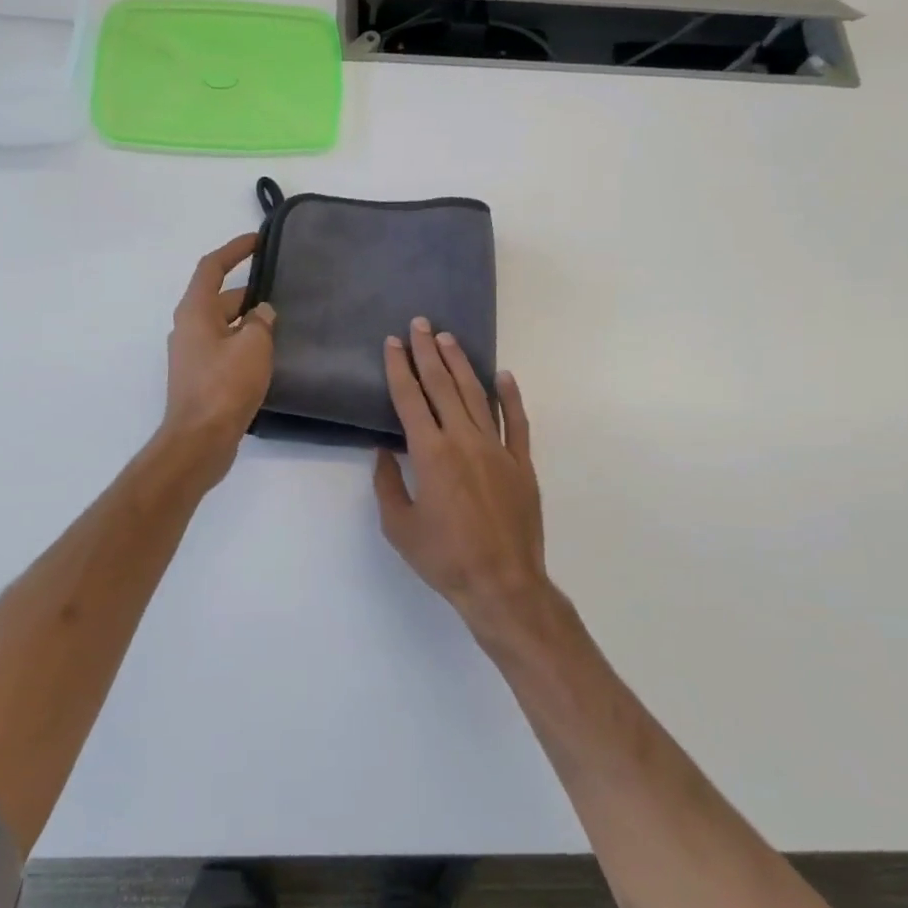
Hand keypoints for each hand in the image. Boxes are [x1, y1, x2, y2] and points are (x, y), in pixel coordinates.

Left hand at [158, 234, 275, 487]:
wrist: (199, 440)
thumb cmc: (224, 387)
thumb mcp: (253, 346)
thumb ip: (260, 321)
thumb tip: (261, 312)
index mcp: (195, 311)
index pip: (212, 267)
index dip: (235, 250)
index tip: (258, 240)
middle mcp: (188, 328)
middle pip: (219, 298)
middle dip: (249, 292)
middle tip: (283, 290)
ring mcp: (192, 354)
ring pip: (224, 325)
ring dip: (248, 321)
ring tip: (282, 322)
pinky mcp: (201, 377)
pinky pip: (225, 348)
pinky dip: (244, 343)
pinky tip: (269, 354)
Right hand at [373, 317, 548, 639]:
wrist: (502, 584)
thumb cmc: (444, 558)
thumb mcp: (399, 526)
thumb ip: (388, 484)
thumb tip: (385, 451)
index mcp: (431, 454)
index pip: (410, 399)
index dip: (400, 367)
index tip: (393, 342)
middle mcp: (463, 440)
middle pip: (442, 386)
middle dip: (428, 352)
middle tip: (421, 323)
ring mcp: (497, 449)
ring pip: (477, 396)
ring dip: (461, 365)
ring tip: (449, 339)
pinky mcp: (522, 463)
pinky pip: (518, 422)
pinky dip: (510, 397)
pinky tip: (503, 376)